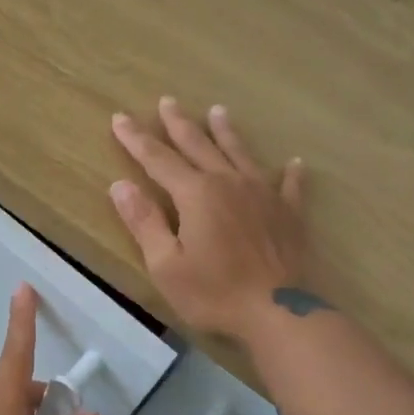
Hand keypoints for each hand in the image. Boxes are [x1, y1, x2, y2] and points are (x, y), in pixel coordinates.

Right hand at [110, 98, 312, 343]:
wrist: (279, 314)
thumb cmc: (214, 292)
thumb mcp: (165, 264)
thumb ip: (144, 222)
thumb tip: (120, 185)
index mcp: (195, 194)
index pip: (157, 159)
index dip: (136, 139)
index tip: (120, 118)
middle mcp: (228, 183)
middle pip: (198, 146)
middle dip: (179, 124)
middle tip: (168, 100)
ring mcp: (263, 195)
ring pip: (240, 154)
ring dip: (226, 132)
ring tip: (218, 111)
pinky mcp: (289, 213)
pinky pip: (289, 185)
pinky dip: (290, 173)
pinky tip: (294, 162)